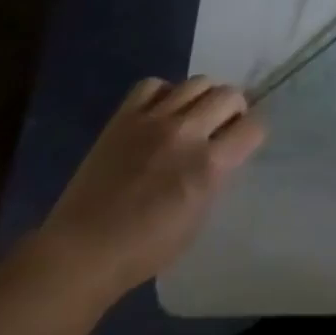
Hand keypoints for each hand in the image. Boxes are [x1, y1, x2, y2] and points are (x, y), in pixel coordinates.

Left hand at [33, 77, 264, 303]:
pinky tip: (160, 112)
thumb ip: (216, 176)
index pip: (253, 126)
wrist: (82, 252)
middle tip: (221, 127)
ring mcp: (153, 121)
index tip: (244, 141)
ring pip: (197, 82)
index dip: (252, 132)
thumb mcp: (198, 218)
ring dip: (203, 97)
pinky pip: (153, 84)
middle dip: (233, 109)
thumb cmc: (144, 249)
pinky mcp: (124, 118)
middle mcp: (186, 133)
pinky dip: (164, 93)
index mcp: (209, 166)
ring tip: (192, 116)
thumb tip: (224, 152)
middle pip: (229, 95)